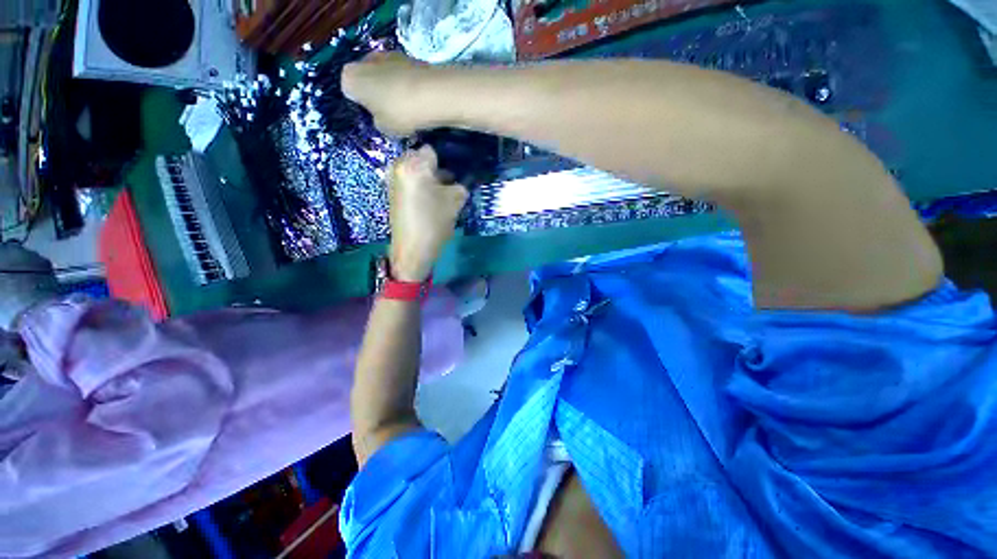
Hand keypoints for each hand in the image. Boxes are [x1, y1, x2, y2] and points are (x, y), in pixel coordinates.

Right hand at [342, 53, 439, 136]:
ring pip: (386, 75)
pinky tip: (420, 100)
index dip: (362, 106)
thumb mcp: (384, 128)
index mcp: (349, 77)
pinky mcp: (409, 56)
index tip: (375, 117)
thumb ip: (378, 122)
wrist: (431, 94)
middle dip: (377, 94)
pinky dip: (409, 85)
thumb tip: (382, 117)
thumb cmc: (399, 114)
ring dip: (393, 88)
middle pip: (367, 79)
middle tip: (391, 113)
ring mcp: (388, 55)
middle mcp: (364, 60)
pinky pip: (404, 75)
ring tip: (408, 109)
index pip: (349, 91)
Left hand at [388, 147, 468, 281]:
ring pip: (414, 170)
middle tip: (447, 185)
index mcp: (414, 166)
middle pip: (421, 159)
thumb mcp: (454, 203)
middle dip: (435, 169)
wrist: (412, 250)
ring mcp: (392, 180)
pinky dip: (419, 186)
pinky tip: (428, 202)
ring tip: (438, 195)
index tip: (453, 174)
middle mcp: (399, 167)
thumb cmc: (434, 224)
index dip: (445, 161)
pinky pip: (408, 181)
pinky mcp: (391, 192)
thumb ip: (459, 186)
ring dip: (427, 178)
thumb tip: (457, 183)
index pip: (432, 151)